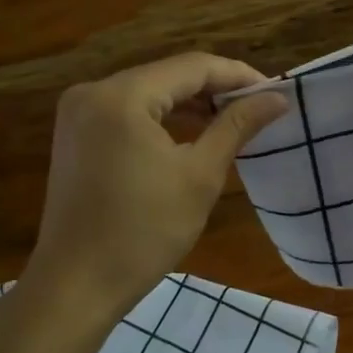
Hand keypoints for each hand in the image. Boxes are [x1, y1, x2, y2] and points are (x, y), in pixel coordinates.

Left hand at [27, 53, 287, 319]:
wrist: (77, 285)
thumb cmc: (144, 232)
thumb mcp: (199, 175)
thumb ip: (236, 126)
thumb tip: (278, 98)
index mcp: (121, 96)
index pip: (192, 66)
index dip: (238, 75)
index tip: (276, 92)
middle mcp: (92, 91)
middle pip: (167, 75)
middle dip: (214, 89)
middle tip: (258, 107)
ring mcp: (78, 113)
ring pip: (148, 92)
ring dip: (189, 103)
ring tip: (232, 120)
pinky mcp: (75, 135)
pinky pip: (127, 112)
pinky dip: (161, 118)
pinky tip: (190, 133)